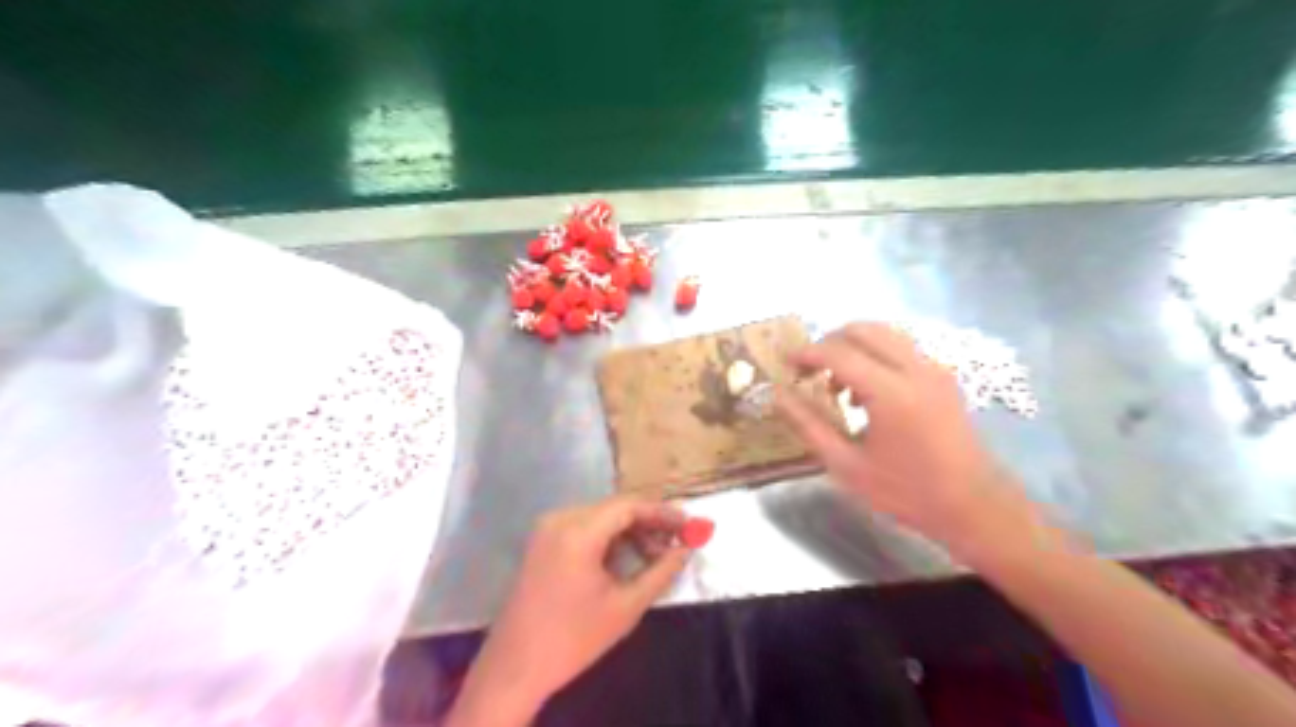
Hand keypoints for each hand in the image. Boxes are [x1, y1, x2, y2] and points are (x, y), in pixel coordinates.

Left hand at [448, 496, 692, 722]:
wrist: (515, 666)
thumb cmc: (574, 638)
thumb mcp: (626, 606)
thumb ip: (661, 572)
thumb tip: (687, 548)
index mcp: (578, 531)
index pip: (629, 506)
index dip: (662, 512)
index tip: (690, 524)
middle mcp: (560, 519)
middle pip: (615, 508)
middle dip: (648, 523)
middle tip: (676, 542)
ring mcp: (547, 528)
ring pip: (601, 517)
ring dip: (630, 531)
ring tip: (655, 556)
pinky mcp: (543, 541)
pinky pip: (584, 528)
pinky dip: (609, 538)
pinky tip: (627, 558)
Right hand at [772, 320, 1044, 561]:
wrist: (974, 507)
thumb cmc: (906, 492)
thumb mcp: (847, 466)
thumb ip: (808, 425)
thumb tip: (778, 396)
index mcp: (892, 392)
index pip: (839, 352)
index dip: (807, 353)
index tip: (785, 364)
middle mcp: (916, 369)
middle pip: (864, 329)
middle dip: (829, 342)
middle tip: (808, 370)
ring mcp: (934, 370)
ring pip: (885, 334)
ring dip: (853, 347)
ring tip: (835, 384)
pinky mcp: (943, 377)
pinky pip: (901, 348)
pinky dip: (875, 355)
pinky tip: (866, 393)